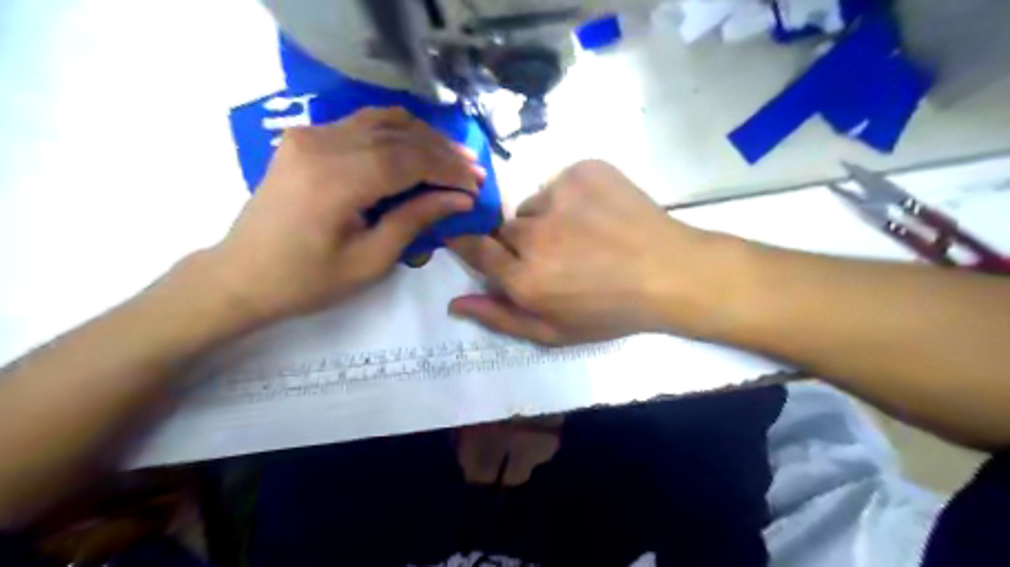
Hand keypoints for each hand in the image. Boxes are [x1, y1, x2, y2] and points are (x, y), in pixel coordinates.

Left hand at [205, 105, 483, 322]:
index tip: (476, 186)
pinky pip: (361, 123)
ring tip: (452, 157)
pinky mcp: (305, 138)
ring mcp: (309, 136)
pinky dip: (396, 132)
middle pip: (398, 135)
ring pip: (382, 120)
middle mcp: (320, 145)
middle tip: (473, 170)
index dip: (448, 170)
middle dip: (442, 152)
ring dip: (423, 137)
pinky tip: (416, 147)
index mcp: (335, 181)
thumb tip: (459, 199)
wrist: (241, 275)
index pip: (408, 160)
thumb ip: (415, 221)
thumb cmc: (307, 281)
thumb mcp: (370, 260)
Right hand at [447, 159, 717, 345]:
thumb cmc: (610, 311)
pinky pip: (560, 183)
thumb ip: (500, 318)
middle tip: (555, 253)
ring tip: (582, 233)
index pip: (475, 249)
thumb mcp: (554, 332)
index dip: (469, 243)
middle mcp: (534, 234)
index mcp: (524, 277)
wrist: (669, 273)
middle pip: (505, 228)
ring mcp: (560, 196)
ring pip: (533, 205)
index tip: (472, 241)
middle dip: (520, 242)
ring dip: (546, 218)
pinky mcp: (584, 171)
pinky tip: (597, 213)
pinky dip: (571, 196)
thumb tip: (454, 302)